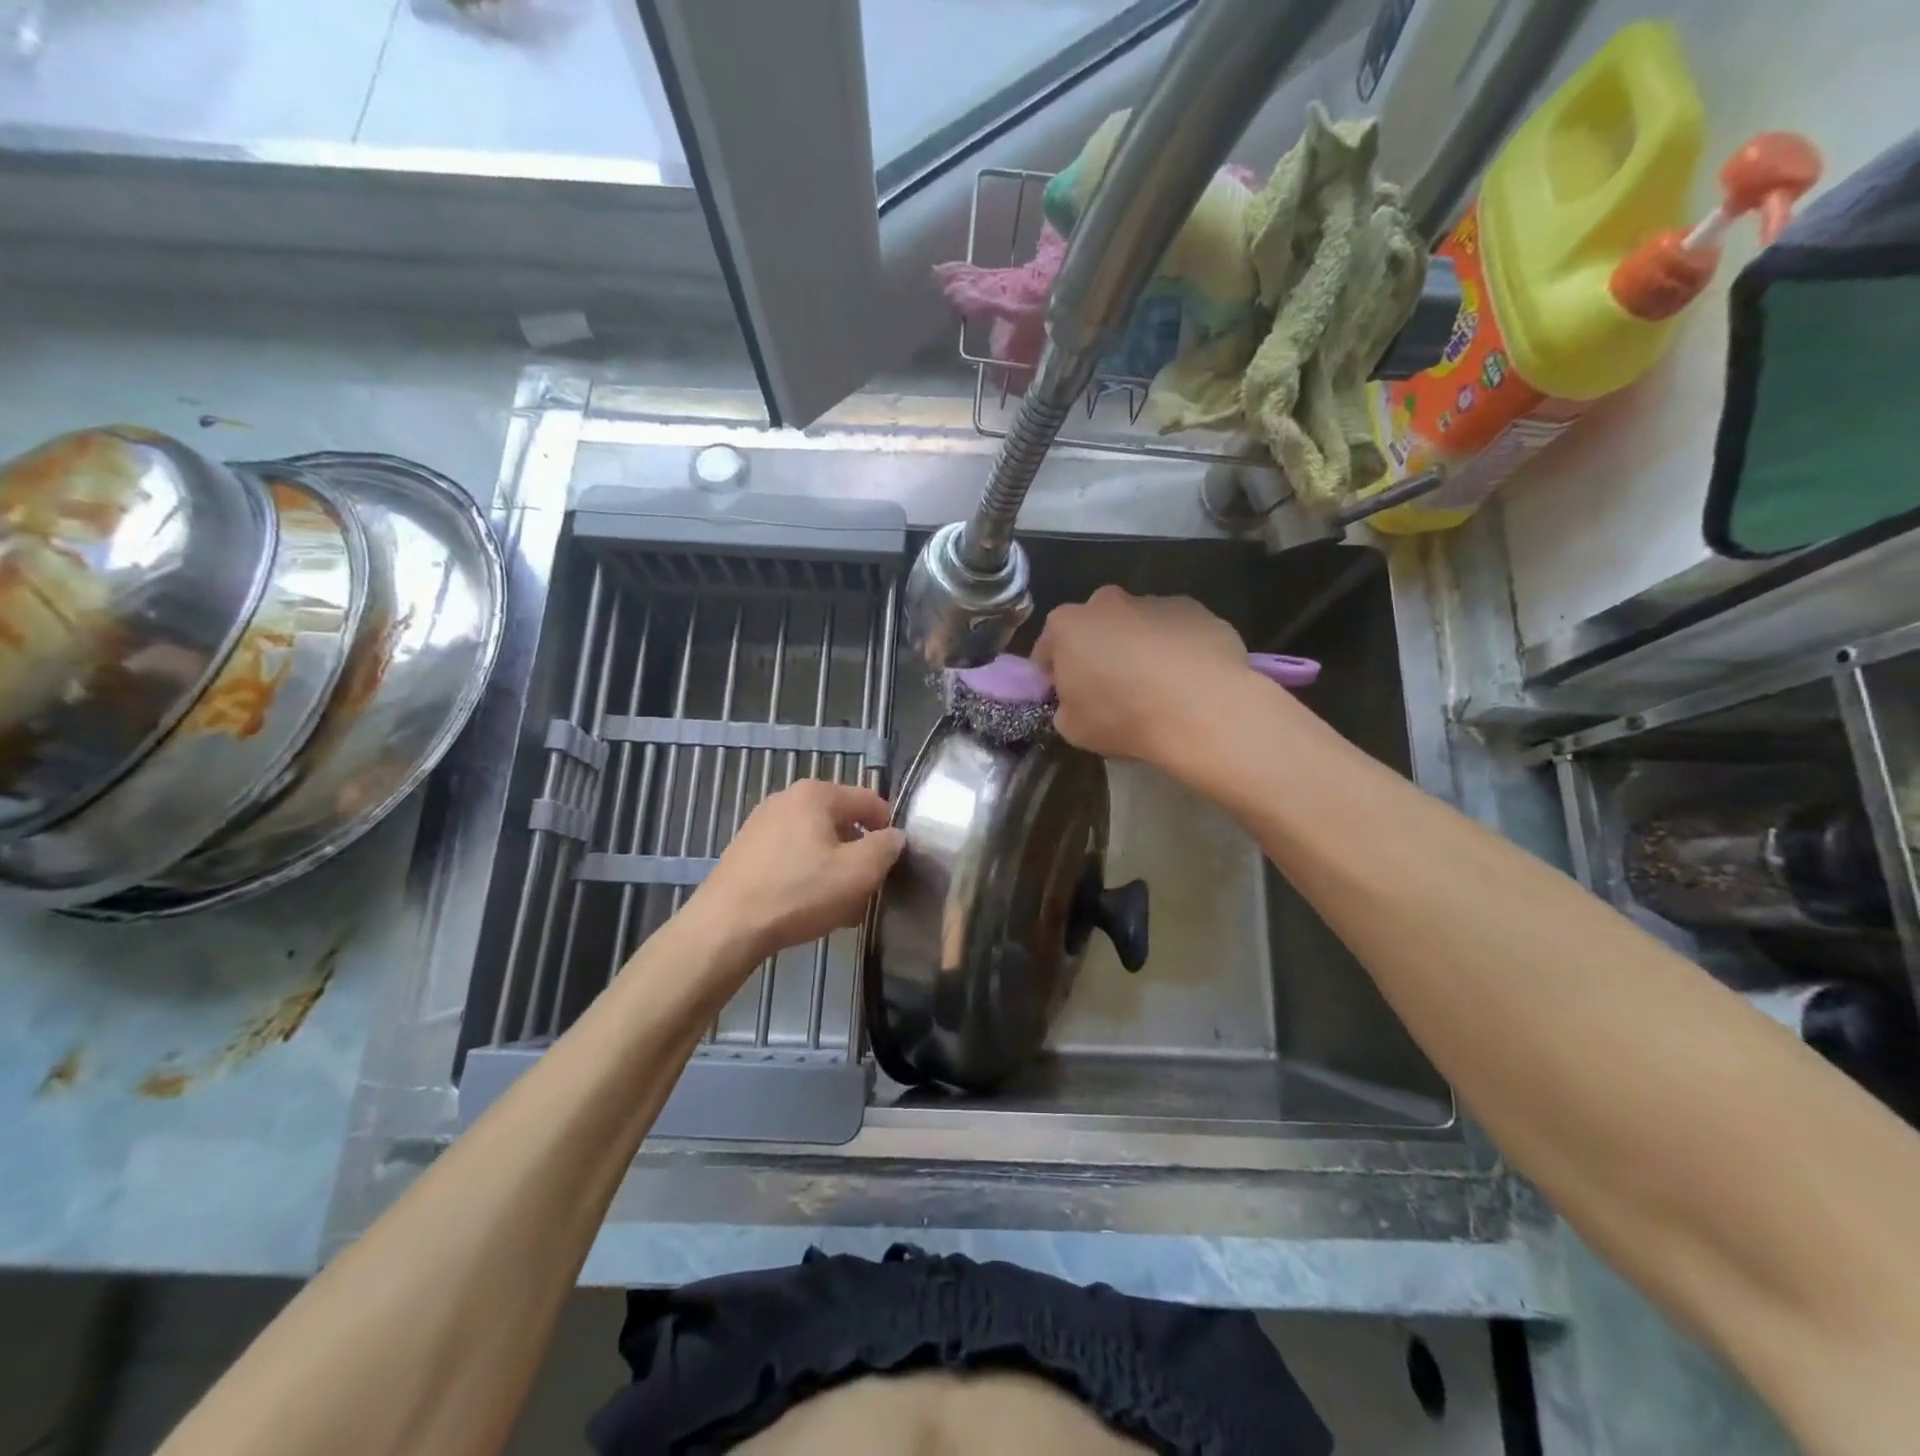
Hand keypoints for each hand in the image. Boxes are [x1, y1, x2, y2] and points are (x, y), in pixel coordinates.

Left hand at [685, 780, 904, 966]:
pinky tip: (809, 908)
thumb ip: (886, 848)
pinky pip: (791, 857)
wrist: (725, 927)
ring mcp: (762, 824)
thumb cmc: (798, 893)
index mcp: (816, 794)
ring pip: (816, 843)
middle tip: (867, 891)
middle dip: (858, 855)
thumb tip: (894, 837)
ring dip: (835, 870)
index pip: (870, 800)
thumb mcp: (858, 872)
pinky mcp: (746, 852)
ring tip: (841, 909)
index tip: (893, 863)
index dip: (888, 830)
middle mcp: (787, 799)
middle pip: (841, 822)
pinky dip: (807, 877)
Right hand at [1032, 586, 1255, 766]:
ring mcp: (1155, 601)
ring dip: (1138, 649)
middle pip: (1094, 628)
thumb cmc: (1124, 716)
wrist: (1202, 708)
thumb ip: (1065, 708)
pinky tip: (1187, 682)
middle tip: (1110, 691)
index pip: (1047, 648)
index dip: (1053, 675)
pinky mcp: (1197, 610)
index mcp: (1068, 625)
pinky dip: (1176, 650)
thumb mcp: (1073, 729)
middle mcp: (1108, 602)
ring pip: (1137, 626)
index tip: (1065, 698)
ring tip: (1156, 689)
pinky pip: (1175, 632)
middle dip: (1097, 652)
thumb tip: (1074, 702)